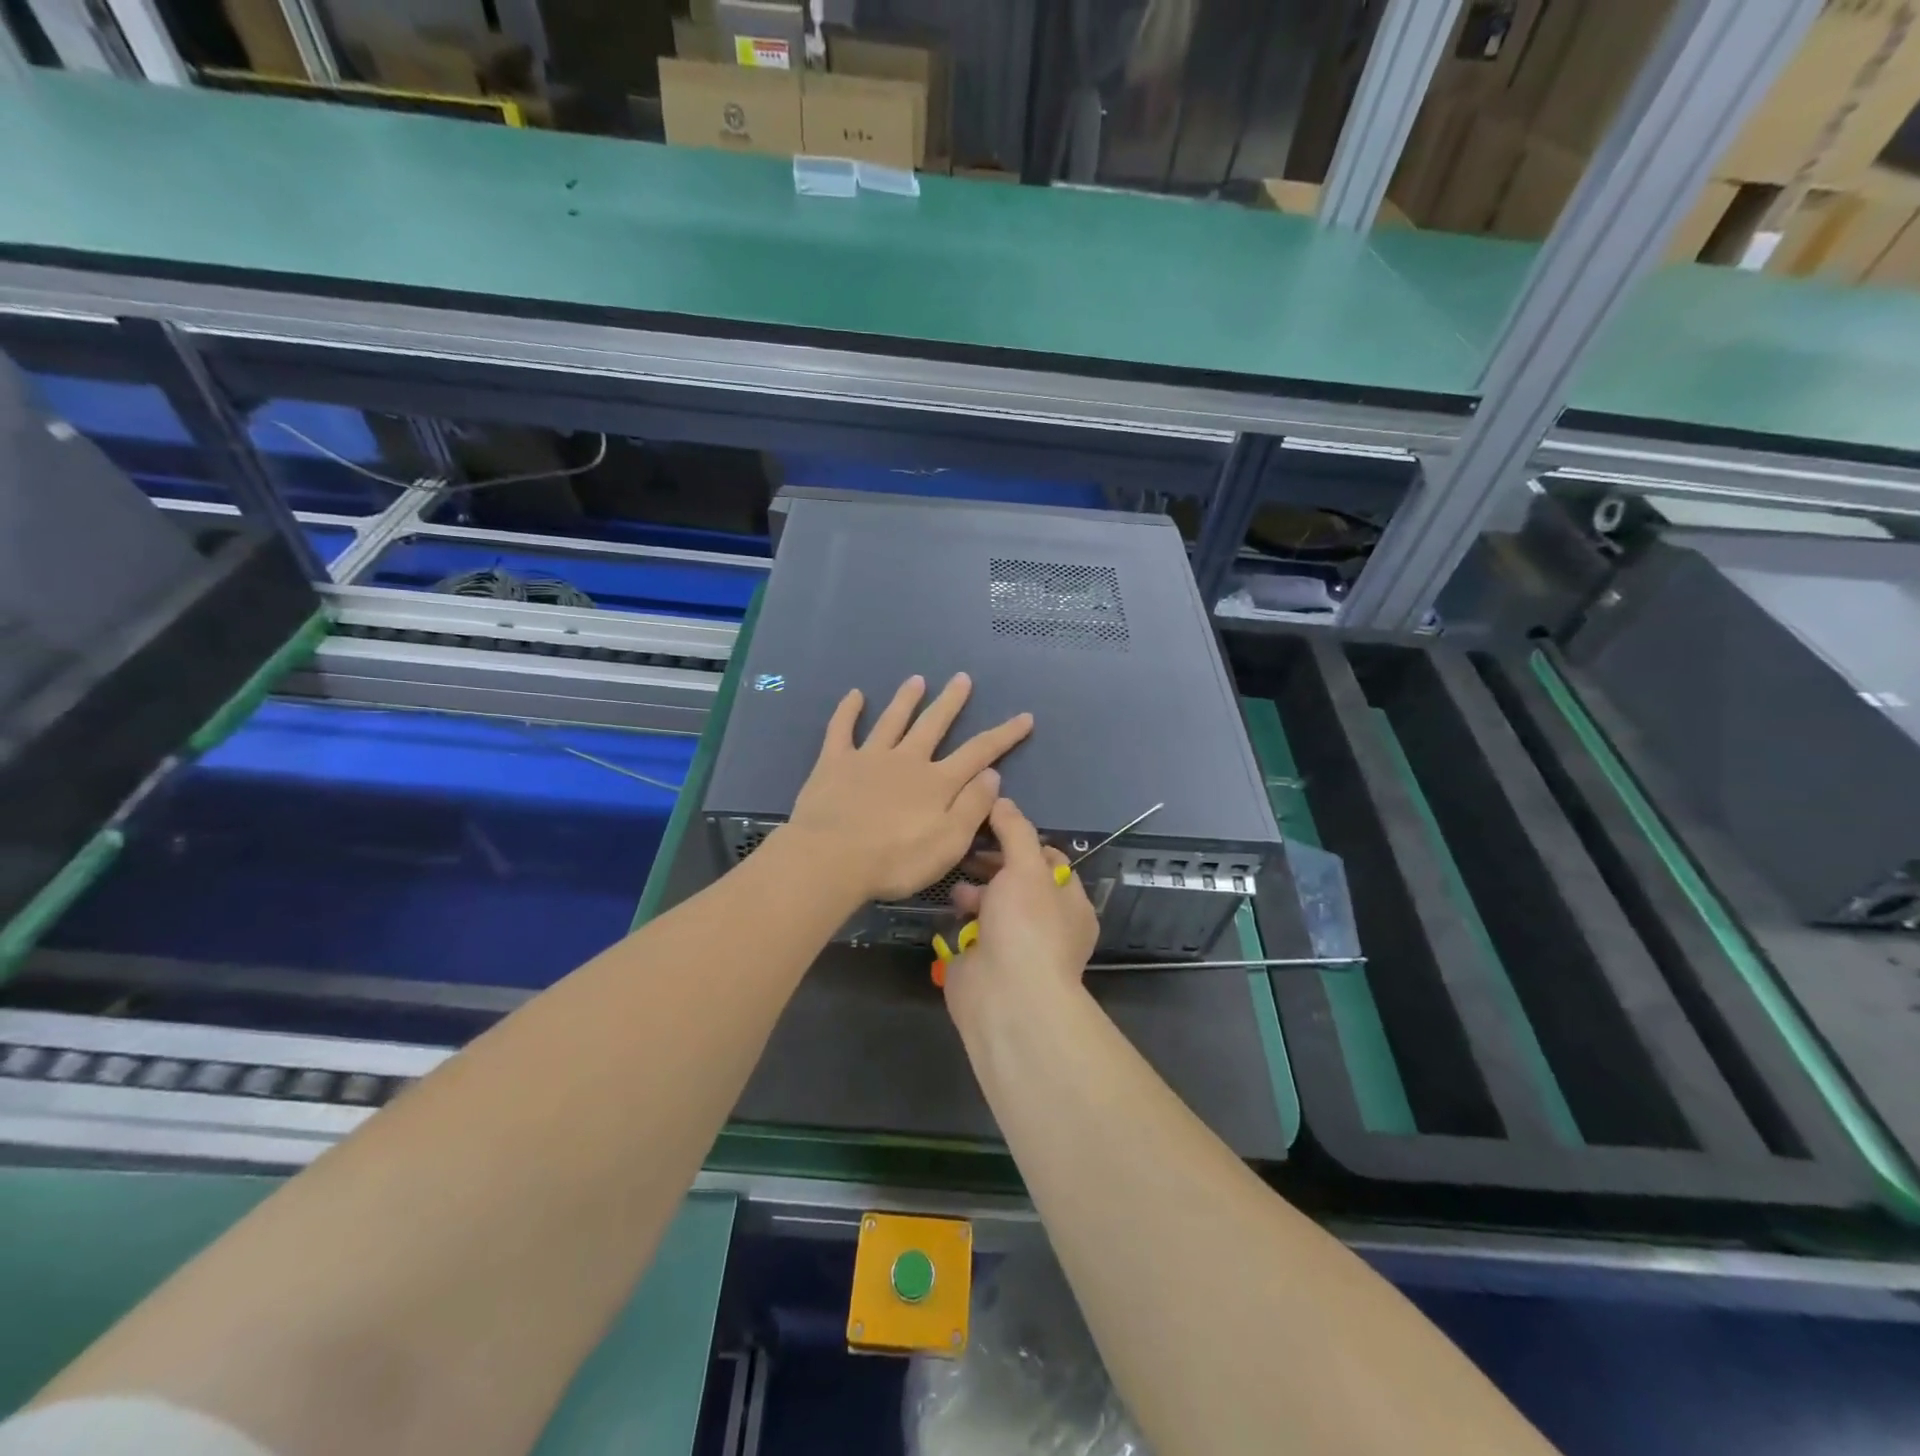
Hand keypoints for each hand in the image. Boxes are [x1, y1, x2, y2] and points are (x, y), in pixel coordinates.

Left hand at [783, 674, 1032, 903]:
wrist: (831, 858)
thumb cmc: (895, 860)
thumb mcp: (949, 842)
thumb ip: (973, 807)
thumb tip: (992, 774)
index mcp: (937, 782)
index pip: (979, 752)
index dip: (1004, 734)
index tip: (1024, 717)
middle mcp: (907, 760)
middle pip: (934, 725)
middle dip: (951, 702)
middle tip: (962, 678)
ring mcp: (869, 758)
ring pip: (892, 720)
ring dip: (906, 699)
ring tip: (917, 680)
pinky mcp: (834, 763)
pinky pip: (841, 730)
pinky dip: (848, 711)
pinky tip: (854, 695)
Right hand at [945, 798, 1099, 1015]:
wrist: (1005, 998)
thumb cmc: (1027, 926)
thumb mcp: (1027, 867)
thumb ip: (1015, 831)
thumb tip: (1003, 801)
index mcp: (1070, 904)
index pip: (1050, 861)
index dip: (1023, 840)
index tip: (993, 824)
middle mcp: (1046, 925)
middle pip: (1017, 882)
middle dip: (993, 864)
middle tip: (966, 846)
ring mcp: (1014, 947)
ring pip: (992, 908)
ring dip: (973, 891)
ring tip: (954, 879)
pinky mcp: (983, 964)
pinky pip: (970, 933)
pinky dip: (959, 920)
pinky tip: (946, 906)